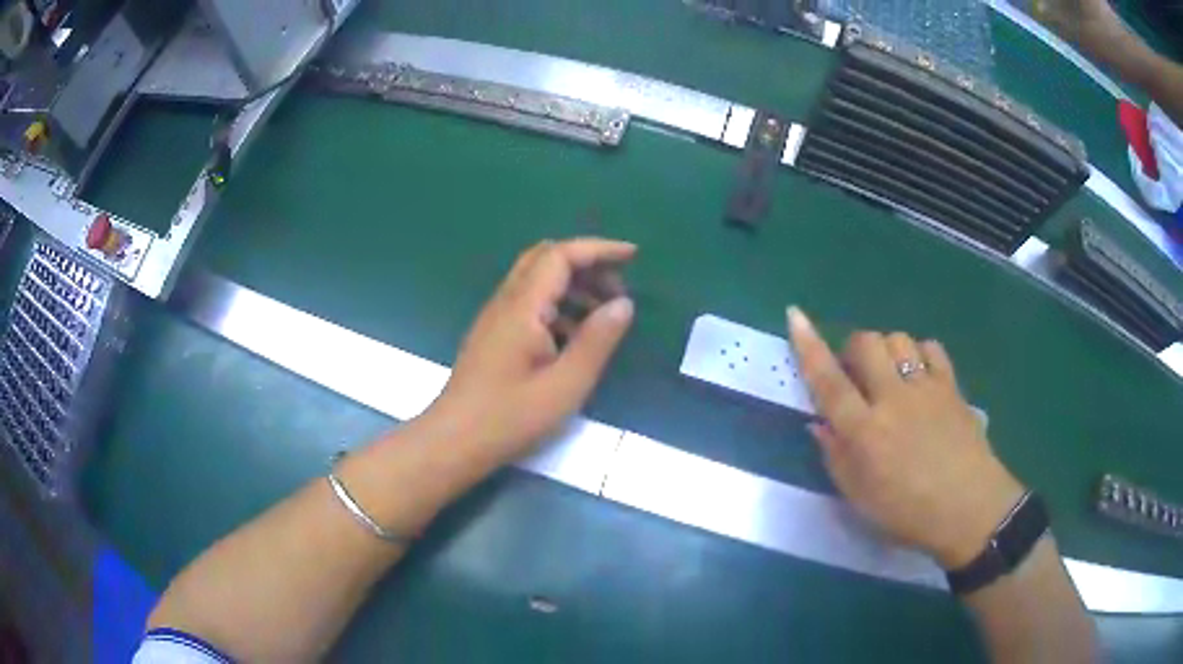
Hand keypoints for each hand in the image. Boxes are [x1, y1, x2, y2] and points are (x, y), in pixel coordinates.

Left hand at [426, 238, 635, 468]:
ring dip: (573, 286)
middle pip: (546, 259)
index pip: (561, 255)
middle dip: (587, 264)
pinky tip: (574, 338)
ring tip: (604, 315)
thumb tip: (623, 304)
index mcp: (522, 308)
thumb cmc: (510, 418)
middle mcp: (506, 302)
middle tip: (618, 289)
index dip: (599, 249)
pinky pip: (529, 304)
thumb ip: (596, 341)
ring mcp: (495, 318)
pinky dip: (558, 306)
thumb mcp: (565, 386)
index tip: (633, 257)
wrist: (453, 441)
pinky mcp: (493, 336)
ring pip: (536, 281)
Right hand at [787, 307, 1024, 569]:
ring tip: (889, 376)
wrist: (970, 510)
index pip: (829, 381)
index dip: (808, 347)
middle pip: (866, 344)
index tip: (794, 315)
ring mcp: (926, 388)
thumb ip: (836, 458)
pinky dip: (918, 353)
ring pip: (898, 339)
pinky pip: (930, 348)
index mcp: (865, 432)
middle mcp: (893, 399)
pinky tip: (919, 375)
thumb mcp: (861, 499)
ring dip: (885, 350)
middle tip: (856, 375)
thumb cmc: (909, 513)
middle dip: (852, 349)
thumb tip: (819, 424)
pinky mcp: (951, 386)